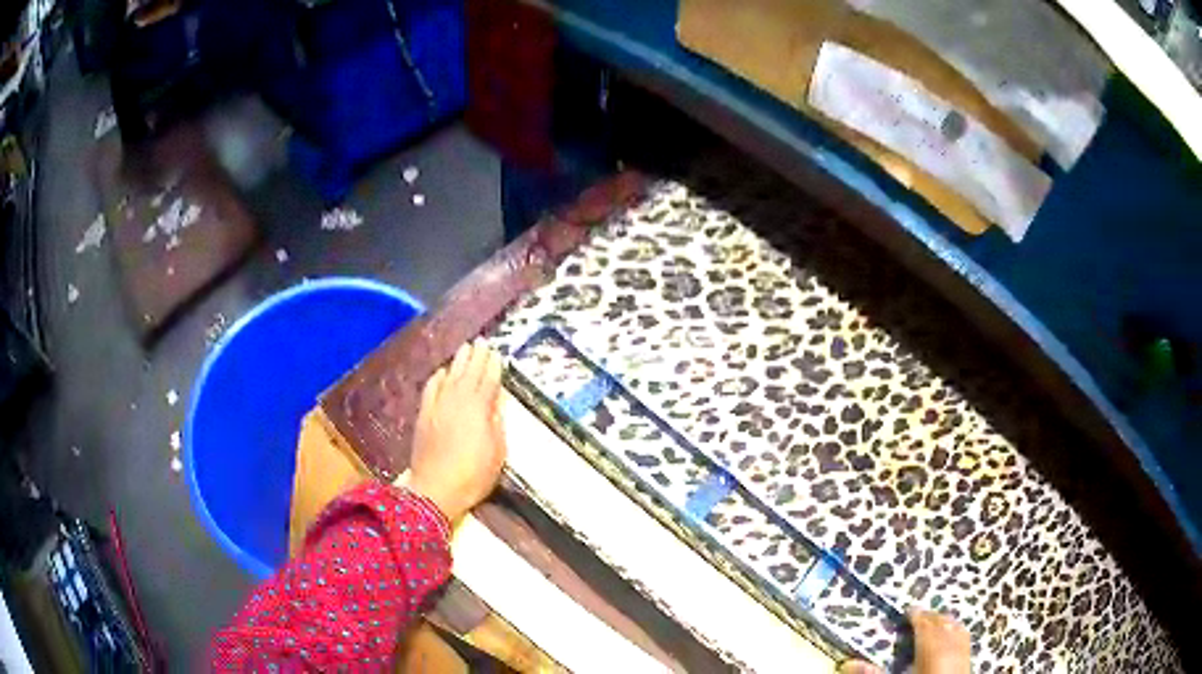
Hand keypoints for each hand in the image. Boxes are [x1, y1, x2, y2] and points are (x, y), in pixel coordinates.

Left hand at [400, 340, 507, 521]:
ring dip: (458, 361)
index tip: (497, 353)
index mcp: (479, 409)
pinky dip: (437, 377)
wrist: (436, 489)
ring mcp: (438, 406)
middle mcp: (458, 401)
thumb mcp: (497, 453)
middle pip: (469, 373)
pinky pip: (431, 388)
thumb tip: (497, 401)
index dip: (494, 366)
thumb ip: (497, 423)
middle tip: (482, 341)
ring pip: (450, 376)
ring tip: (465, 348)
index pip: (489, 381)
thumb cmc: (474, 475)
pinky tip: (441, 371)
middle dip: (477, 356)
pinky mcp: (424, 415)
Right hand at [837, 608, 969, 673]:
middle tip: (918, 615)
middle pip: (942, 623)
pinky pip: (964, 638)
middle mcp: (949, 645)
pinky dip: (956, 632)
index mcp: (931, 649)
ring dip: (945, 623)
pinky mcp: (969, 660)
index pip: (924, 625)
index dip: (916, 616)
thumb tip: (848, 662)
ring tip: (935, 622)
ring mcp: (962, 652)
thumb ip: (875, 673)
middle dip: (930, 617)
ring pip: (956, 628)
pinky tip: (952, 636)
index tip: (908, 611)